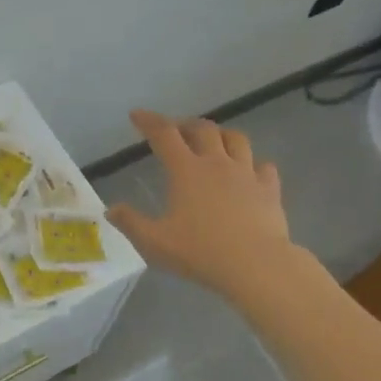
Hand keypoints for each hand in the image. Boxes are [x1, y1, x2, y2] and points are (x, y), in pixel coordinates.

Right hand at [106, 109, 297, 297]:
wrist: (256, 265)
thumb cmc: (201, 252)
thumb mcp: (155, 242)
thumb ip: (131, 223)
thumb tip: (110, 210)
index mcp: (186, 171)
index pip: (164, 135)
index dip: (149, 121)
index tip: (137, 115)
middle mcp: (217, 163)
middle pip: (203, 129)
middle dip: (186, 124)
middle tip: (176, 130)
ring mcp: (247, 174)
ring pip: (236, 140)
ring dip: (221, 135)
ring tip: (214, 141)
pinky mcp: (269, 190)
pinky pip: (264, 167)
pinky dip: (254, 164)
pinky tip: (251, 172)